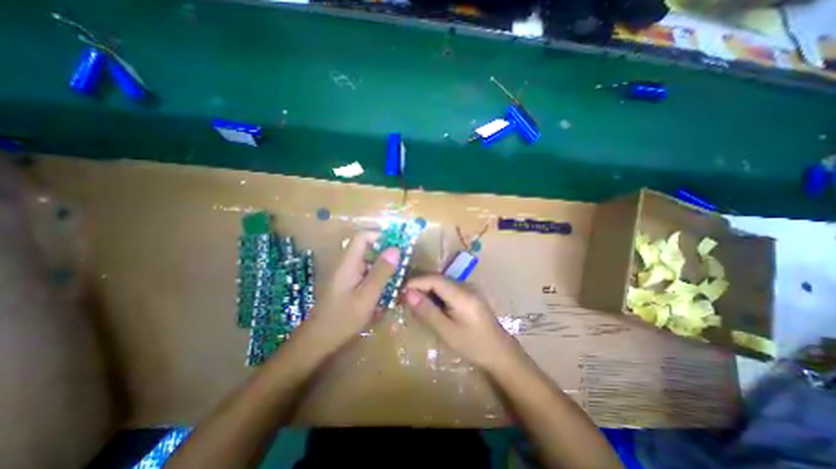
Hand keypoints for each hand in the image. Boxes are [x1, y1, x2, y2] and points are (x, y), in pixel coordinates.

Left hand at [299, 230, 402, 351]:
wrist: (320, 341)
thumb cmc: (343, 318)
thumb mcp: (367, 295)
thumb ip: (381, 272)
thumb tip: (396, 249)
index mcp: (348, 263)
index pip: (363, 237)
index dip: (380, 236)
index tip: (398, 245)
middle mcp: (346, 265)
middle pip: (367, 248)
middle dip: (386, 253)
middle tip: (403, 263)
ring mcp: (347, 275)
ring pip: (368, 262)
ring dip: (383, 267)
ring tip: (399, 277)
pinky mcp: (349, 284)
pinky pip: (366, 274)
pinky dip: (378, 278)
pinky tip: (387, 290)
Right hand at [404, 275, 520, 372]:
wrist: (501, 353)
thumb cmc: (474, 345)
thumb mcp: (447, 331)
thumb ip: (427, 311)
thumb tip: (407, 293)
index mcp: (462, 294)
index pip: (434, 279)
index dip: (415, 281)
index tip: (399, 290)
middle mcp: (465, 286)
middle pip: (437, 278)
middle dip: (419, 285)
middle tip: (402, 296)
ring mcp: (469, 289)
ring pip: (442, 282)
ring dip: (426, 289)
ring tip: (411, 301)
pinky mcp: (469, 294)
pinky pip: (448, 288)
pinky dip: (435, 293)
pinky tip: (429, 304)